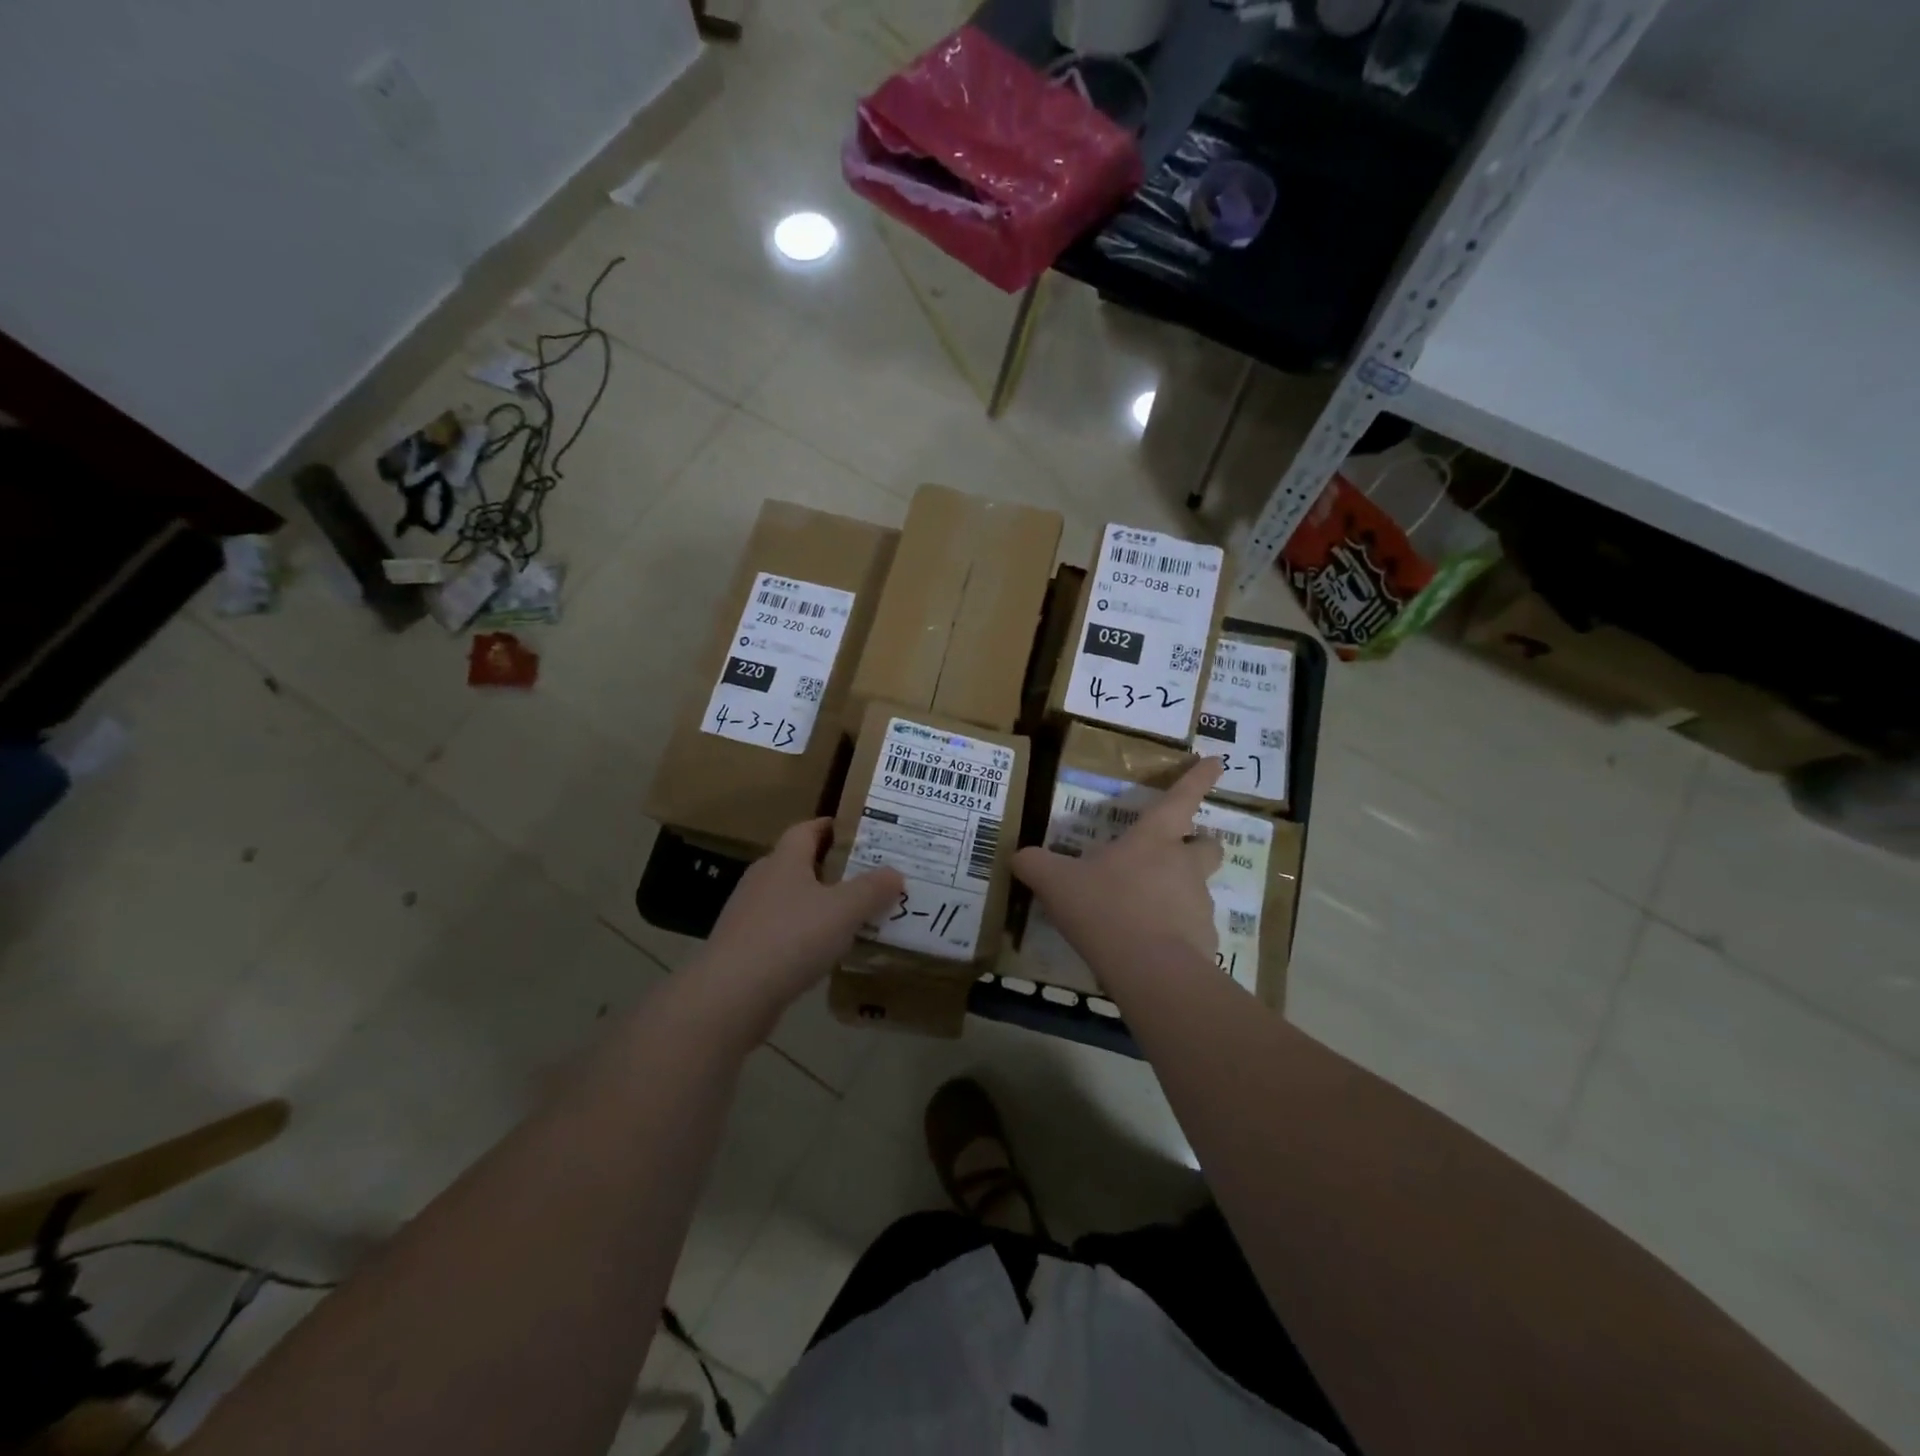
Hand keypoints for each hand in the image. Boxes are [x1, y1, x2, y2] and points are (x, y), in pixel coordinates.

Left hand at [696, 819, 903, 1028]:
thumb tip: (895, 872)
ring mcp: (747, 915)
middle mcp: (762, 880)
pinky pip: (781, 932)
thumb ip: (873, 889)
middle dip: (831, 868)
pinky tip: (822, 953)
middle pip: (798, 863)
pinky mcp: (742, 948)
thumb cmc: (791, 938)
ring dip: (817, 905)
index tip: (860, 832)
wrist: (731, 996)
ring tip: (852, 917)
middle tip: (866, 877)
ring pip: (790, 900)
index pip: (807, 829)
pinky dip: (803, 936)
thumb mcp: (844, 910)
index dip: (832, 827)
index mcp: (784, 860)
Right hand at [1013, 757, 1223, 959]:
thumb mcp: (1056, 883)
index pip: (1181, 798)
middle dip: (1199, 844)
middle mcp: (1183, 865)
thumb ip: (1035, 865)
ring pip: (1198, 889)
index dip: (1198, 778)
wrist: (1149, 970)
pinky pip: (1192, 930)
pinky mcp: (1205, 941)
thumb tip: (1019, 856)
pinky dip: (1176, 934)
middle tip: (1174, 855)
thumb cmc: (1104, 908)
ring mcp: (1199, 904)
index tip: (1216, 761)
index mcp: (1153, 839)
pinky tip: (1149, 949)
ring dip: (1178, 894)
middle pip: (1208, 845)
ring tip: (1143, 914)